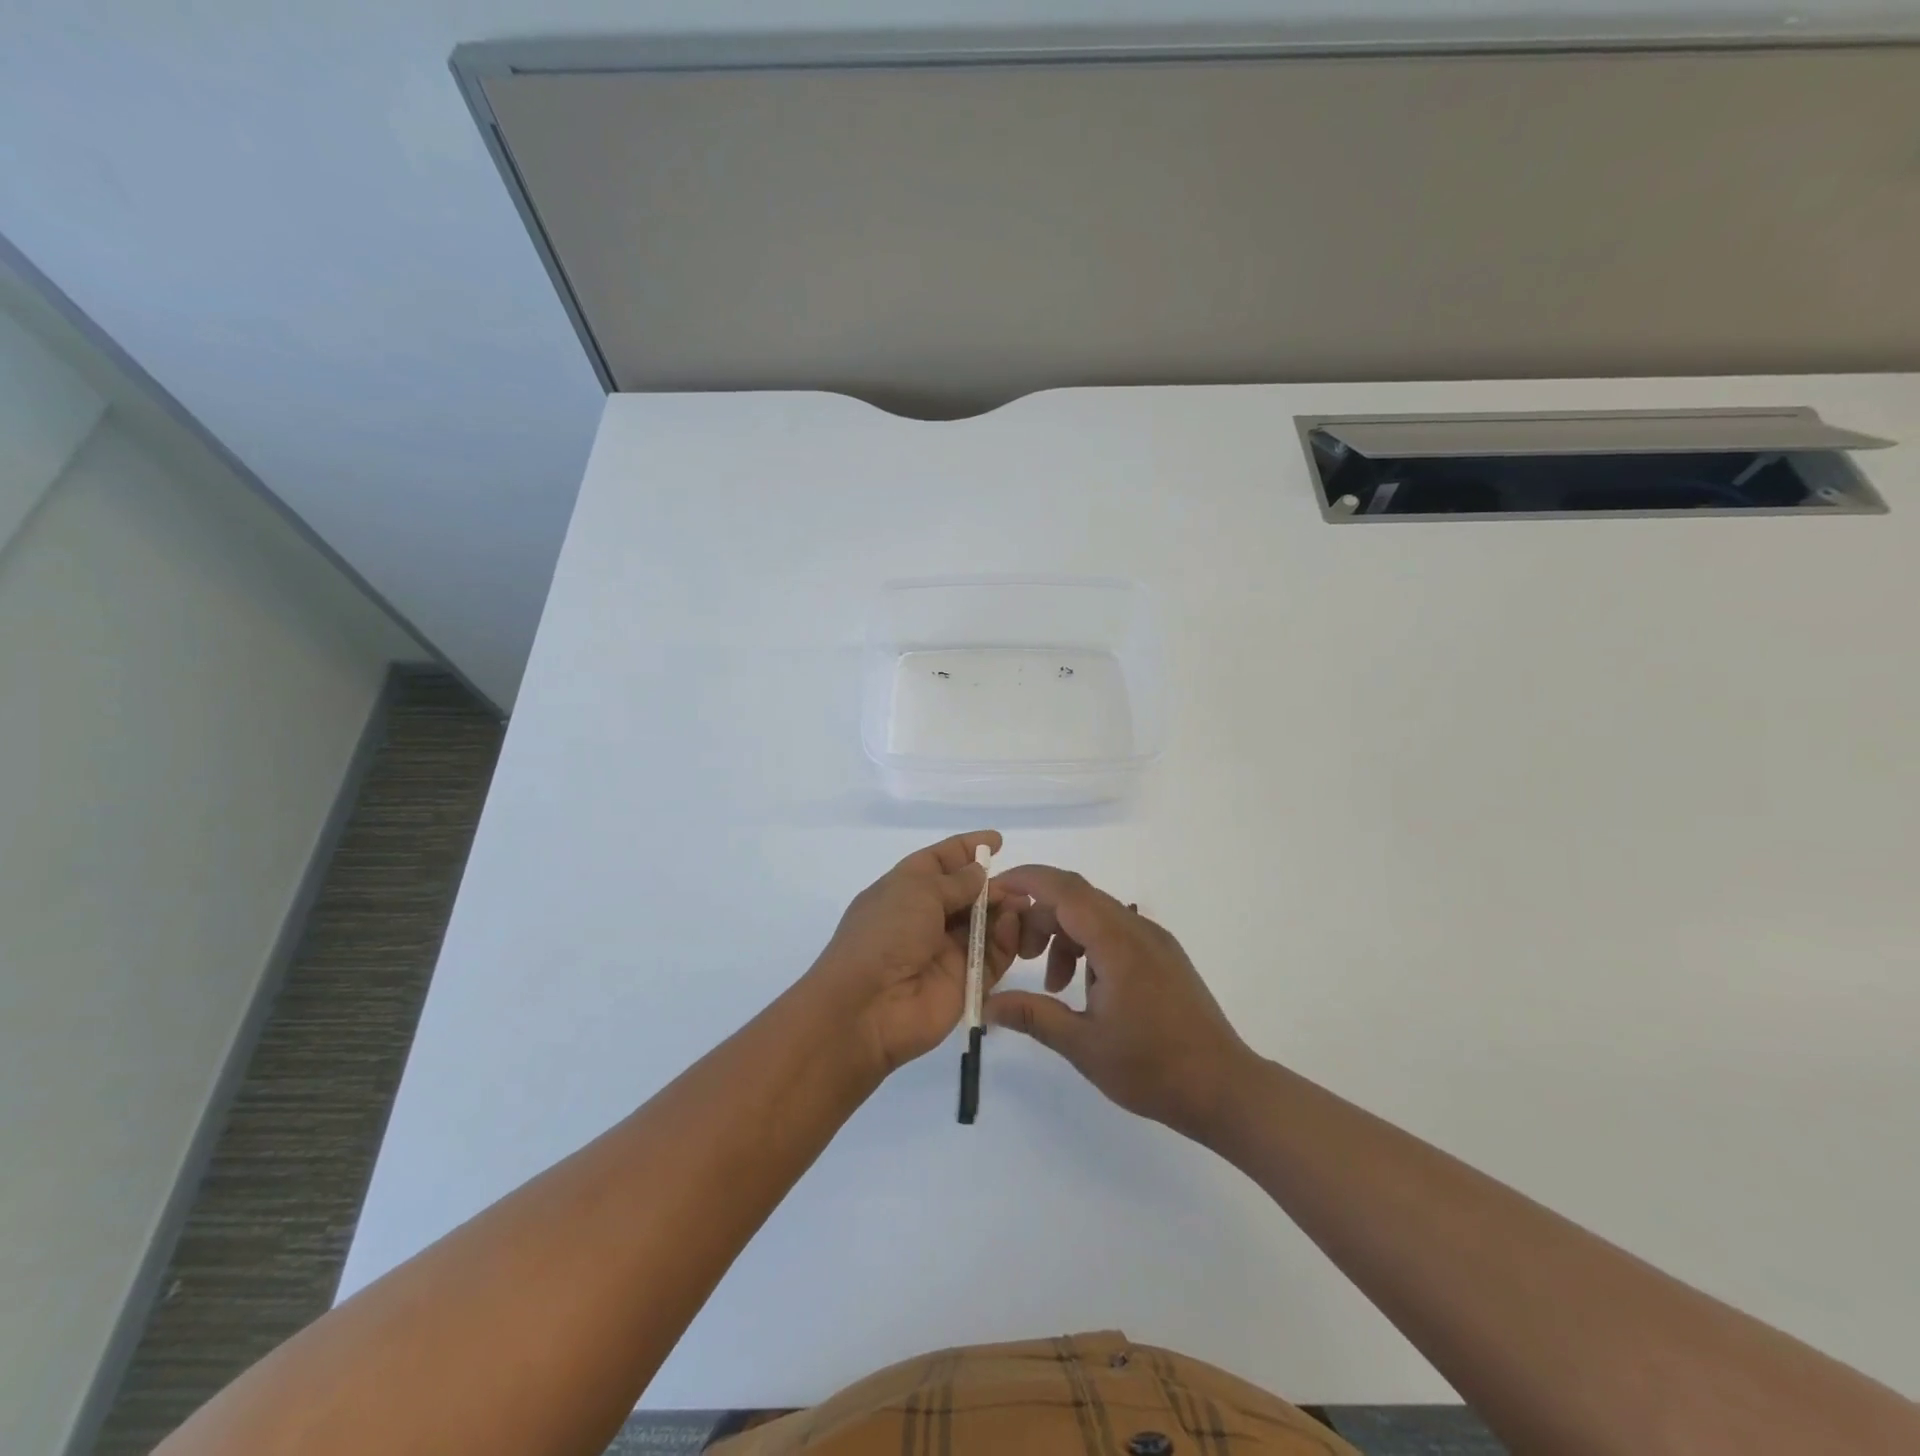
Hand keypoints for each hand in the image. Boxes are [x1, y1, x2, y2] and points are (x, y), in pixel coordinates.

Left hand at [808, 831, 1024, 1078]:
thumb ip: (955, 881)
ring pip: (985, 924)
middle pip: (967, 894)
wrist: (868, 1007)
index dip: (966, 849)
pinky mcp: (966, 981)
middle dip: (993, 884)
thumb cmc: (885, 934)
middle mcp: (925, 918)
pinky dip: (1007, 940)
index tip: (997, 841)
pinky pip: (993, 955)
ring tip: (1023, 903)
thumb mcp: (916, 891)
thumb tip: (979, 873)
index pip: (939, 861)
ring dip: (1005, 910)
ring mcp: (946, 951)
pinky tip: (1014, 926)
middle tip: (1022, 882)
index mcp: (904, 889)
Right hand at [985, 865, 1256, 1139]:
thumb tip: (987, 1004)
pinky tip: (1085, 989)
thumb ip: (1033, 1015)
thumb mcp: (1083, 1045)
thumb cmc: (1152, 1067)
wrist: (1225, 1088)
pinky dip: (1088, 947)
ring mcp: (1155, 940)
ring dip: (1064, 936)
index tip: (994, 891)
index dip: (1026, 880)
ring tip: (1052, 985)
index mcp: (1117, 942)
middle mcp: (1137, 928)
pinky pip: (1115, 932)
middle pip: (1076, 899)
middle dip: (1039, 917)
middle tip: (1017, 954)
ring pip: (1095, 916)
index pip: (1064, 888)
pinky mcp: (1164, 956)